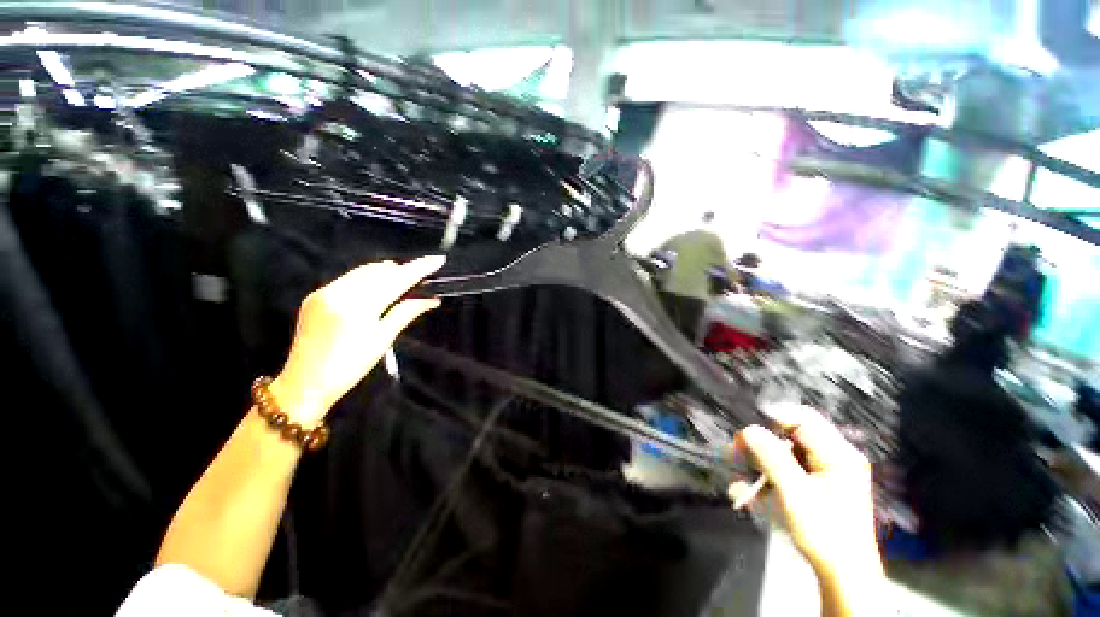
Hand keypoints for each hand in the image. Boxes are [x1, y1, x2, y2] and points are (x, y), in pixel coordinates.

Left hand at [269, 256, 444, 426]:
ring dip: (385, 272)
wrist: (305, 383)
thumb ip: (406, 313)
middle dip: (402, 269)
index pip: (396, 280)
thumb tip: (431, 299)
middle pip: (379, 271)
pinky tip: (377, 286)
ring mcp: (324, 292)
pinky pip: (348, 278)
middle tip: (422, 274)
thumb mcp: (383, 340)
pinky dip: (367, 278)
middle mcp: (338, 292)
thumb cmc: (350, 366)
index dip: (418, 268)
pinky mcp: (315, 296)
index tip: (437, 260)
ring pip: (363, 271)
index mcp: (358, 306)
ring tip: (403, 278)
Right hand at [729, 405, 880, 577]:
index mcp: (838, 455)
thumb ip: (772, 458)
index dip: (772, 418)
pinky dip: (765, 478)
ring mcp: (822, 472)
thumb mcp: (795, 494)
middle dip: (759, 444)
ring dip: (757, 462)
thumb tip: (748, 429)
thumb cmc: (824, 533)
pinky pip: (783, 471)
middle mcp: (832, 458)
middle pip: (789, 436)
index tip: (746, 430)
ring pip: (782, 453)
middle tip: (734, 452)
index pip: (802, 420)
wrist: (841, 575)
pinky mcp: (812, 485)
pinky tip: (748, 491)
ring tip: (736, 476)